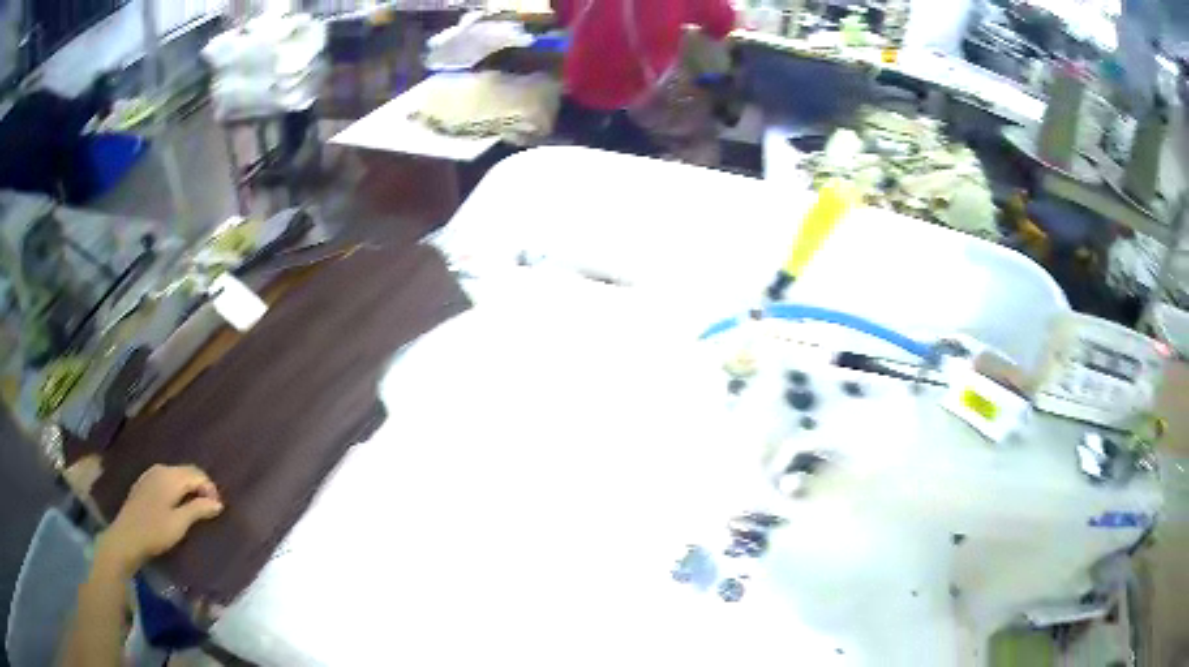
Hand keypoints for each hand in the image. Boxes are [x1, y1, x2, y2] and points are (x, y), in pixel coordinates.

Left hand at [96, 465, 223, 575]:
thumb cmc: (155, 531)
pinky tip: (176, 504)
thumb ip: (198, 510)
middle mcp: (161, 469)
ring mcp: (150, 474)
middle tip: (209, 509)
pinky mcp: (144, 483)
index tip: (217, 509)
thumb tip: (218, 502)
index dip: (210, 489)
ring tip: (194, 508)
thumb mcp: (179, 524)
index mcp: (170, 476)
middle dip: (200, 487)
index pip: (197, 474)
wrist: (127, 536)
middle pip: (186, 472)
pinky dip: (176, 488)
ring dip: (188, 488)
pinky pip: (165, 479)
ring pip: (175, 475)